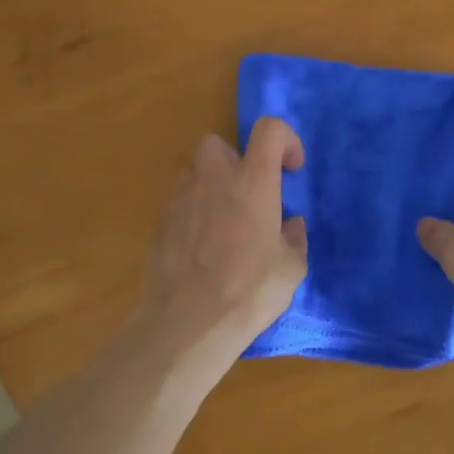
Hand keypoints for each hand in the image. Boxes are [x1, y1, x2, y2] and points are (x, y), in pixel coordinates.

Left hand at [133, 119, 307, 376]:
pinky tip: (203, 245)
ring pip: (196, 170)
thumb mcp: (291, 269)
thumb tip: (289, 226)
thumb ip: (293, 238)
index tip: (290, 170)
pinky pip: (181, 200)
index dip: (285, 140)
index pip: (268, 130)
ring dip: (213, 185)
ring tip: (226, 221)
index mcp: (253, 181)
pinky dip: (194, 210)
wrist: (186, 324)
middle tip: (251, 194)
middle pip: (220, 143)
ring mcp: (181, 196)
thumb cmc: (248, 292)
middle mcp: (214, 177)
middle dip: (237, 160)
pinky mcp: (160, 220)